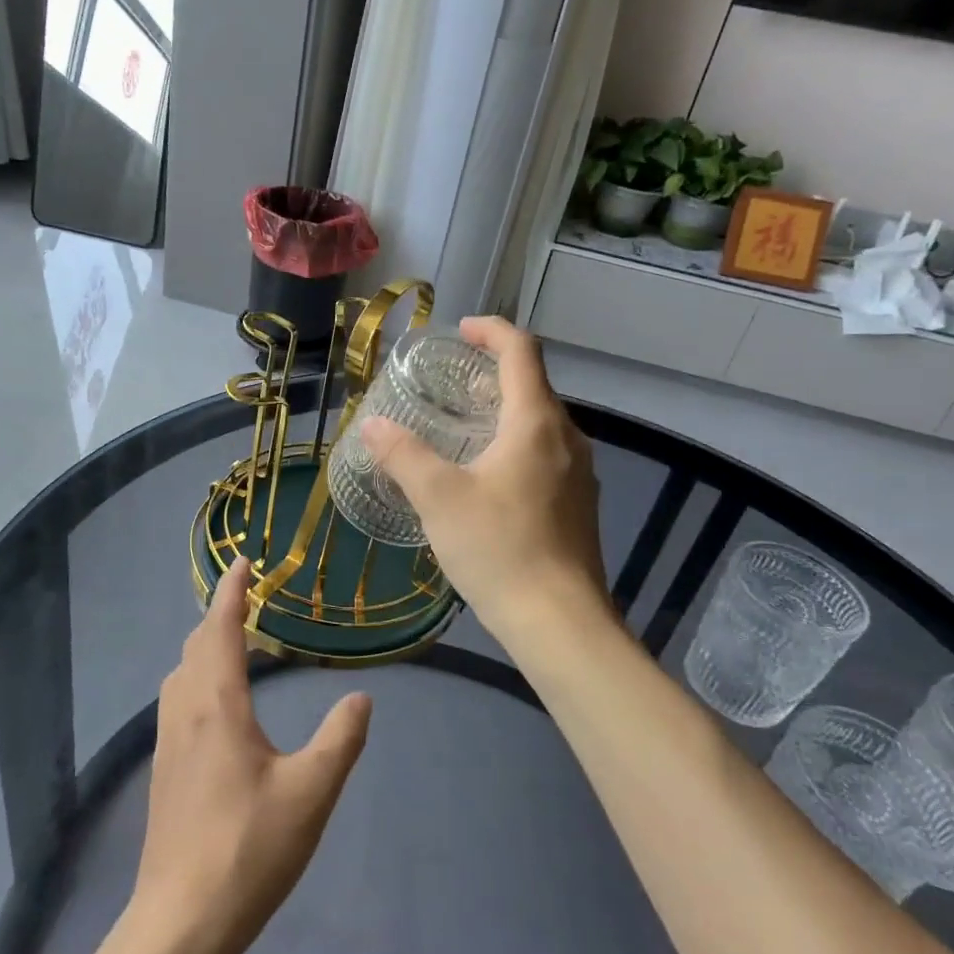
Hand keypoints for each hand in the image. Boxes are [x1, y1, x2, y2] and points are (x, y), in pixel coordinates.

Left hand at [130, 559, 371, 953]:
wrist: (180, 922)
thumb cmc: (248, 849)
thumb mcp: (311, 792)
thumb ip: (340, 739)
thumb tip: (361, 700)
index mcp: (217, 703)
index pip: (220, 627)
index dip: (231, 590)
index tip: (243, 561)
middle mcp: (185, 710)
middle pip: (197, 644)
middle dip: (220, 615)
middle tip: (250, 601)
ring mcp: (167, 741)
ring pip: (182, 673)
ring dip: (206, 646)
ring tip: (239, 645)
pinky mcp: (163, 770)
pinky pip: (178, 699)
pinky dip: (198, 677)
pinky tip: (219, 704)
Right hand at [360, 316, 609, 647]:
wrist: (560, 623)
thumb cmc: (499, 547)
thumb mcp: (438, 497)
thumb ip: (403, 455)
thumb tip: (373, 426)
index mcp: (537, 422)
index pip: (521, 351)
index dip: (491, 331)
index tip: (460, 331)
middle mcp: (568, 438)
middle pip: (533, 385)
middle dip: (493, 372)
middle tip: (450, 381)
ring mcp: (580, 474)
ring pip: (541, 423)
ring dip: (504, 411)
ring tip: (463, 426)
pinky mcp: (579, 505)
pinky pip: (547, 454)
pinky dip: (516, 444)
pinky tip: (487, 476)